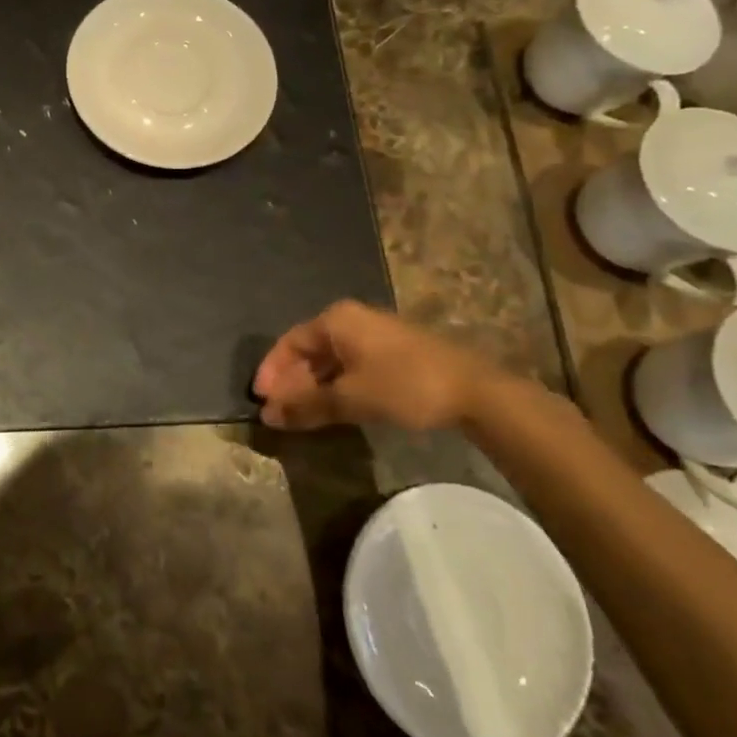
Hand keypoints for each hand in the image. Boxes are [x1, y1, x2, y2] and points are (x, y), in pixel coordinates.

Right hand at [253, 300, 497, 431]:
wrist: (476, 391)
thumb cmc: (405, 385)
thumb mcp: (351, 398)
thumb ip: (306, 406)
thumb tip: (268, 416)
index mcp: (336, 320)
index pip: (289, 342)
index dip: (271, 371)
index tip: (260, 399)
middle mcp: (351, 320)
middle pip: (309, 350)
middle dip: (291, 382)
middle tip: (280, 413)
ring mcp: (374, 335)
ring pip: (330, 360)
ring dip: (313, 387)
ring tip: (302, 415)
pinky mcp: (392, 353)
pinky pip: (350, 366)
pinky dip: (335, 386)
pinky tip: (333, 408)